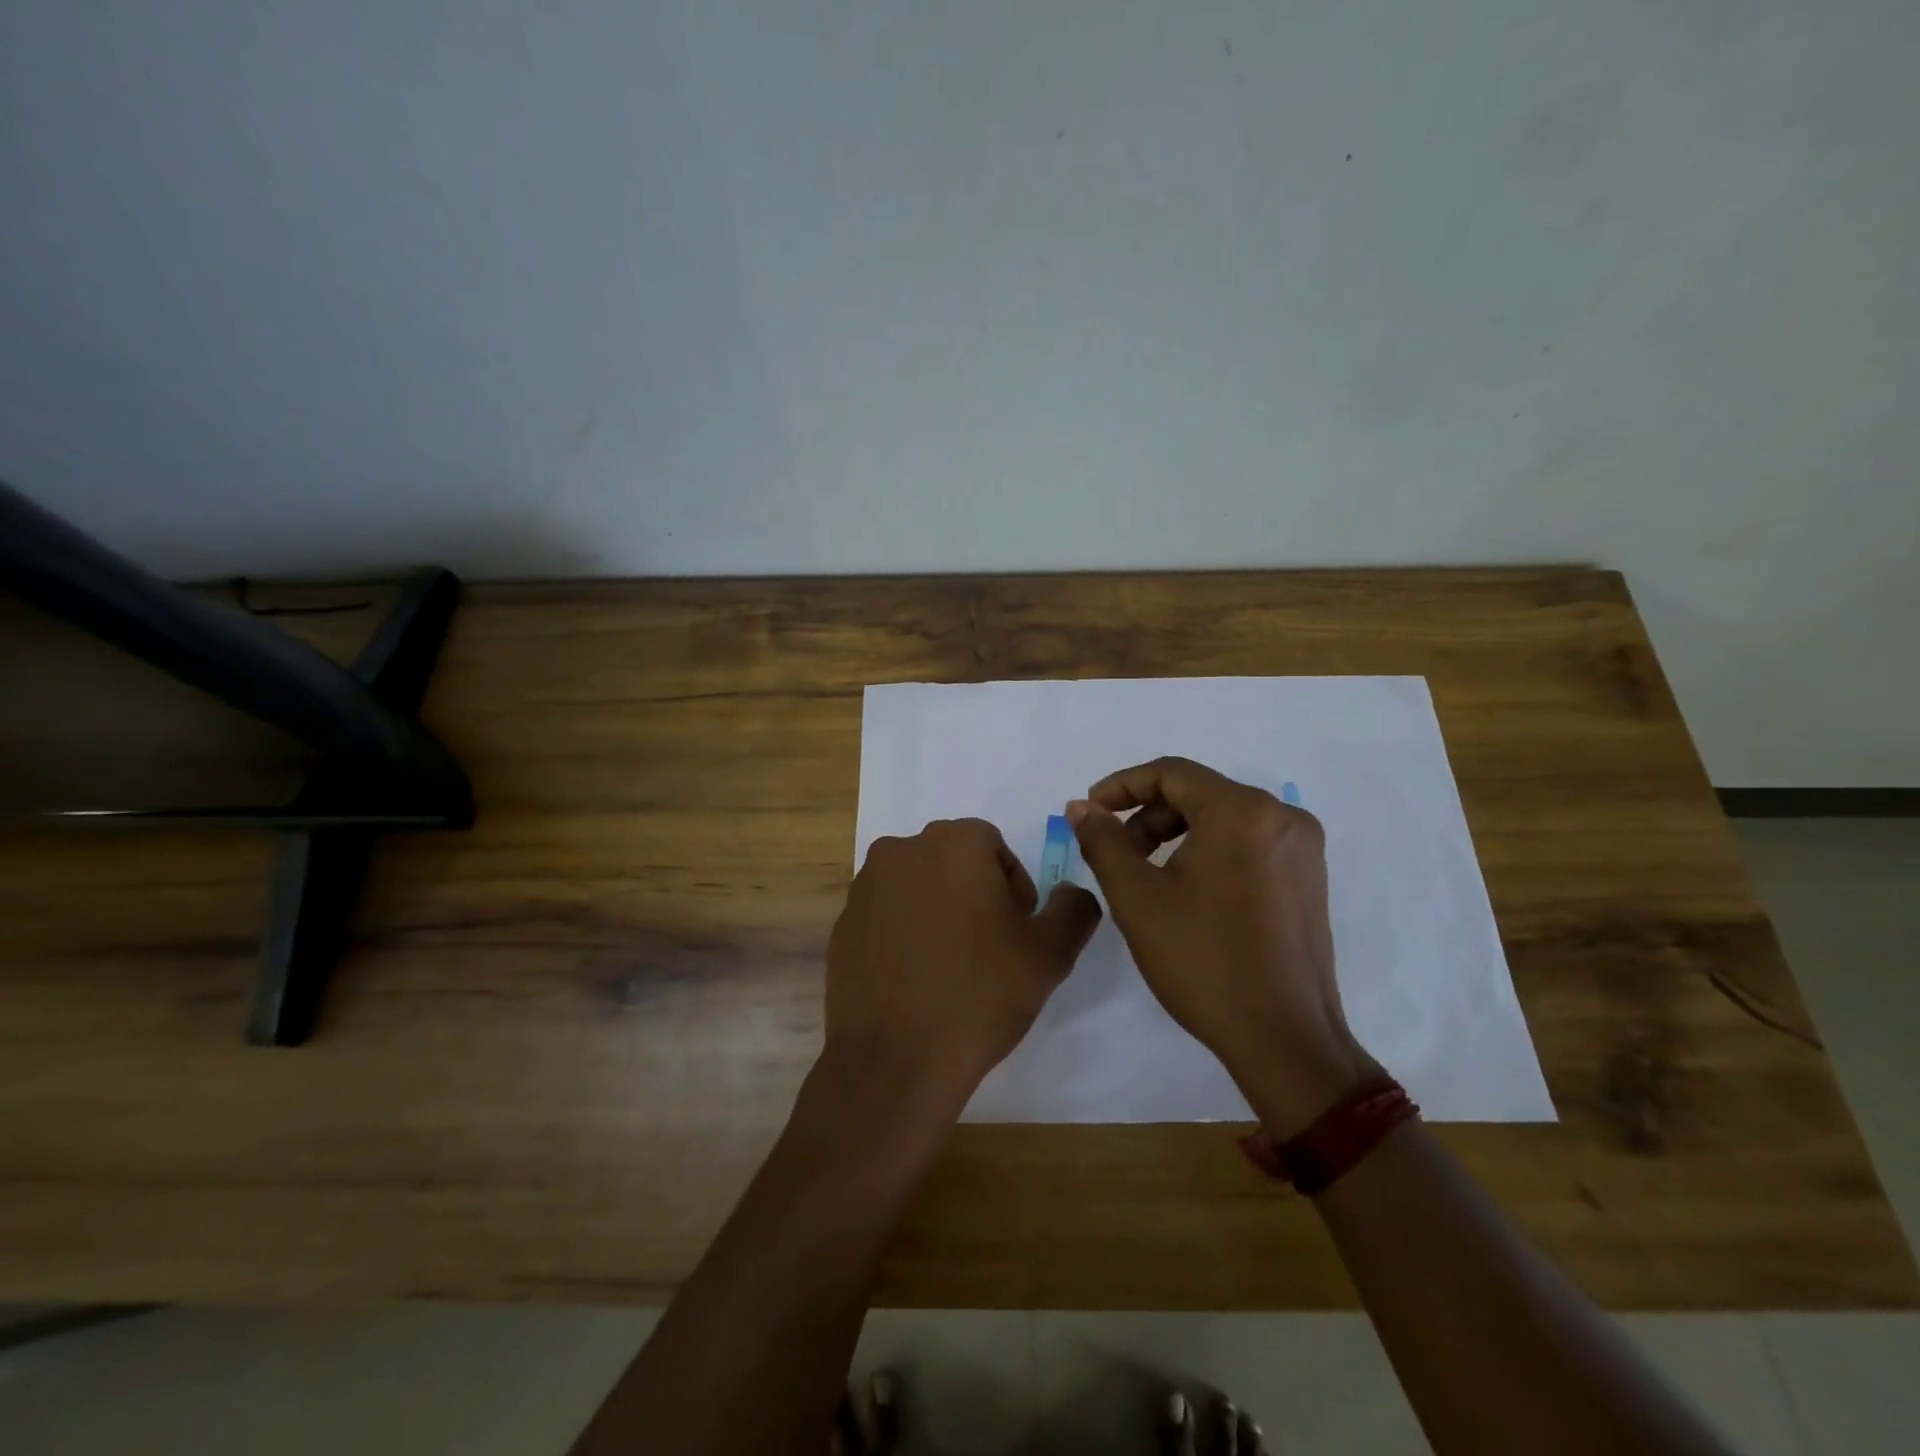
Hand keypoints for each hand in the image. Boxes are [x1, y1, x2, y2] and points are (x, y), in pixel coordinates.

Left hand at [824, 818, 1101, 1120]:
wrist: (894, 1060)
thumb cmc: (979, 995)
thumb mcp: (1050, 954)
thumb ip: (1073, 909)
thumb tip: (1071, 894)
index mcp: (953, 843)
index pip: (994, 846)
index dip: (1013, 887)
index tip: (1016, 931)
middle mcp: (902, 849)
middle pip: (953, 860)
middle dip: (976, 893)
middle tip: (989, 948)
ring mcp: (865, 886)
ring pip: (917, 885)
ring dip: (938, 910)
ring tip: (950, 965)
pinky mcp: (842, 923)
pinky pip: (886, 914)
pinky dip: (904, 932)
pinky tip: (914, 978)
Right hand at [1067, 757, 1381, 1137]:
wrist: (1284, 1039)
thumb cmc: (1204, 962)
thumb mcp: (1137, 898)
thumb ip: (1103, 841)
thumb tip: (1081, 808)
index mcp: (1243, 811)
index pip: (1171, 773)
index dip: (1121, 785)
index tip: (1089, 812)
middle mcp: (1282, 816)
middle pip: (1198, 793)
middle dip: (1147, 815)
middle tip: (1115, 851)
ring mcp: (1302, 848)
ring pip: (1223, 818)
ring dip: (1175, 833)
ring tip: (1145, 875)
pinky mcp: (1309, 877)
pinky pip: (1248, 842)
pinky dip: (1208, 850)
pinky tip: (1186, 890)